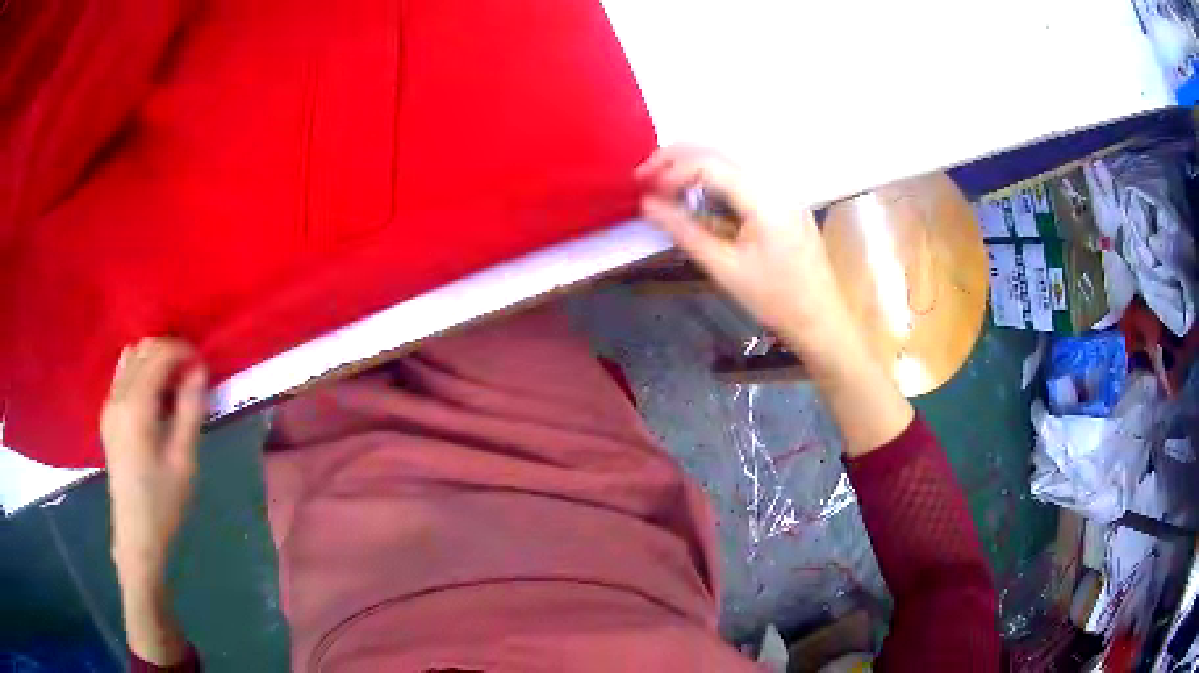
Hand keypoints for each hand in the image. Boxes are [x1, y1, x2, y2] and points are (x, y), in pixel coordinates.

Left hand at [101, 337, 206, 582]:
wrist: (136, 533)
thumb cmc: (163, 502)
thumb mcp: (184, 460)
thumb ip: (190, 410)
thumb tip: (199, 370)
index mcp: (136, 406)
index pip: (158, 354)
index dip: (183, 351)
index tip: (203, 365)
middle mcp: (118, 396)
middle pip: (143, 348)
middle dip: (169, 351)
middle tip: (192, 375)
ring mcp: (109, 404)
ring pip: (131, 357)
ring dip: (154, 359)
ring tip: (175, 384)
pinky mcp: (108, 414)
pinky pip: (124, 374)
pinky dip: (141, 371)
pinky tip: (155, 397)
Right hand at [636, 145, 853, 354]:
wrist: (820, 320)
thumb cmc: (774, 300)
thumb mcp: (724, 267)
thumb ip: (684, 230)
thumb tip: (647, 204)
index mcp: (764, 198)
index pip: (708, 164)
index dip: (670, 169)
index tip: (642, 185)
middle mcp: (775, 184)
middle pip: (719, 154)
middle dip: (678, 160)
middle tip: (645, 176)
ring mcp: (783, 192)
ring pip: (730, 164)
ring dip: (694, 169)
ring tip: (665, 185)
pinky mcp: (783, 203)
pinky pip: (743, 181)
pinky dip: (714, 183)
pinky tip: (697, 199)